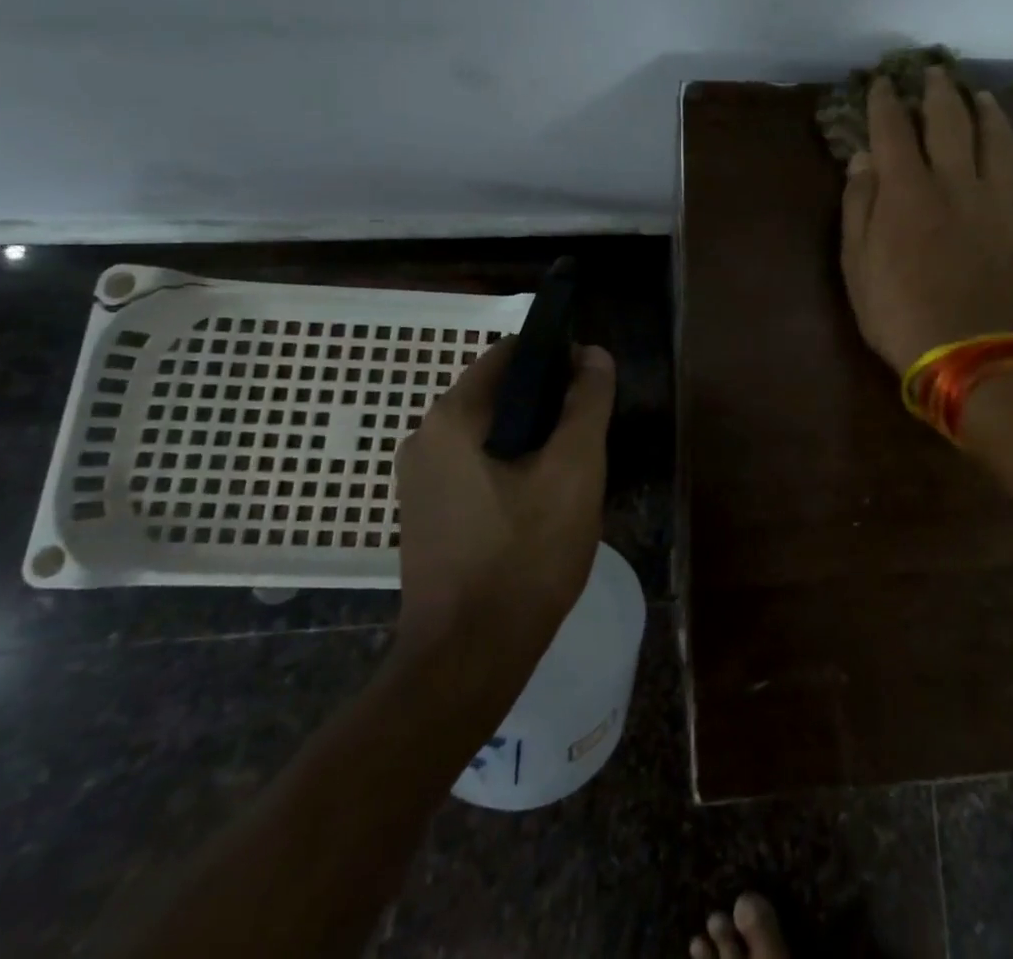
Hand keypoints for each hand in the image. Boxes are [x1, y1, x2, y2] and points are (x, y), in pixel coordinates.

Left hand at [392, 337, 616, 654]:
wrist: (468, 659)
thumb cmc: (525, 556)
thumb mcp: (573, 470)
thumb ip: (587, 403)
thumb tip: (593, 354)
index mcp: (451, 418)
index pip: (509, 354)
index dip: (557, 359)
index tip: (592, 387)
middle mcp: (424, 438)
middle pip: (499, 394)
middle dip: (548, 407)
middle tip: (588, 440)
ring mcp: (419, 480)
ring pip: (490, 434)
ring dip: (532, 441)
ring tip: (571, 476)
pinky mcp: (426, 514)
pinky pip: (476, 467)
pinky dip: (511, 469)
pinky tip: (540, 506)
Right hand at [841, 68, 1012, 373]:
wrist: (968, 352)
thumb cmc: (897, 311)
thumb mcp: (857, 264)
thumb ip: (859, 206)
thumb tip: (862, 159)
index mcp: (907, 191)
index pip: (894, 130)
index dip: (885, 103)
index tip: (881, 83)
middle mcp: (954, 181)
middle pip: (949, 121)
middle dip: (937, 92)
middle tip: (931, 72)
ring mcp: (992, 199)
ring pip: (993, 137)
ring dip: (983, 109)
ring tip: (976, 93)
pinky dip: (1008, 141)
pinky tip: (1004, 137)